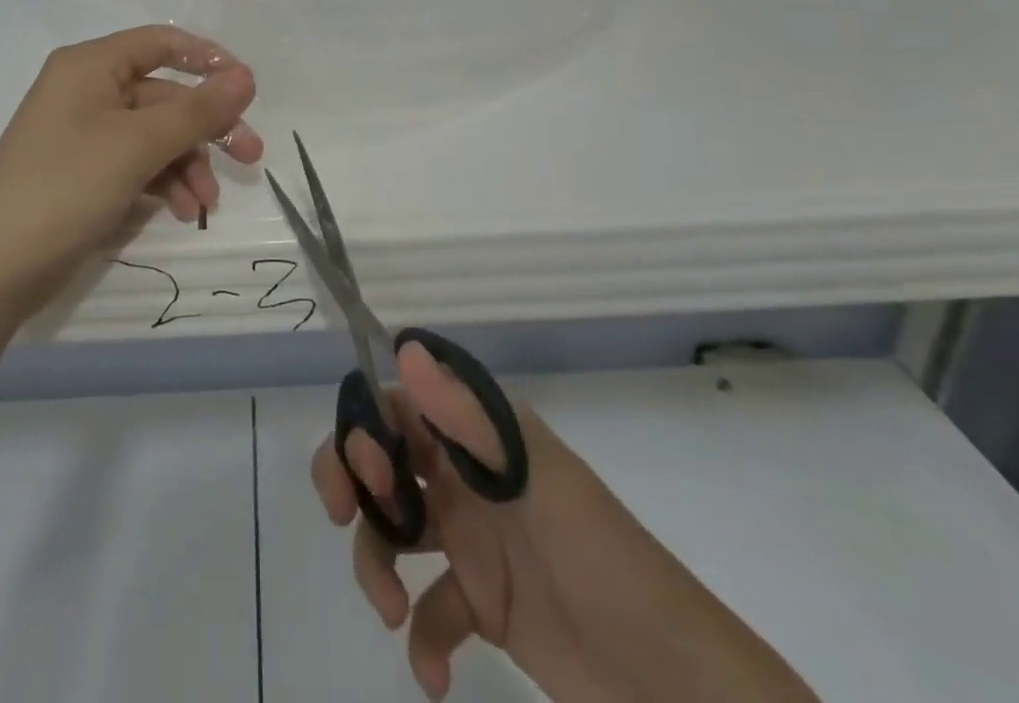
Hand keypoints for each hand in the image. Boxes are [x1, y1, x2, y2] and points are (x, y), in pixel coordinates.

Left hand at [0, 25, 260, 318]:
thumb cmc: (64, 188)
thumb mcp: (137, 145)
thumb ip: (197, 111)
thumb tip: (247, 76)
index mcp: (90, 65)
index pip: (161, 42)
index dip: (208, 59)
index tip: (247, 90)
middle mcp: (86, 90)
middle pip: (164, 95)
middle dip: (206, 128)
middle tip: (251, 157)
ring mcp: (83, 134)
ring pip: (155, 135)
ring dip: (187, 165)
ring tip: (205, 205)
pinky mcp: (84, 173)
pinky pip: (136, 164)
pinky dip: (163, 184)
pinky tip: (180, 212)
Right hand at [314, 344, 815, 701]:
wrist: (674, 686)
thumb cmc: (601, 560)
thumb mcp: (534, 481)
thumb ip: (467, 418)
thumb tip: (404, 348)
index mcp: (480, 434)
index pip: (400, 403)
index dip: (367, 424)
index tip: (368, 469)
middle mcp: (467, 475)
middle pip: (384, 459)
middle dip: (352, 480)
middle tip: (344, 515)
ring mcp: (473, 540)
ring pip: (394, 529)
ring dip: (376, 563)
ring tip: (391, 610)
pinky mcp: (482, 604)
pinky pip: (429, 608)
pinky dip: (421, 638)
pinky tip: (434, 673)